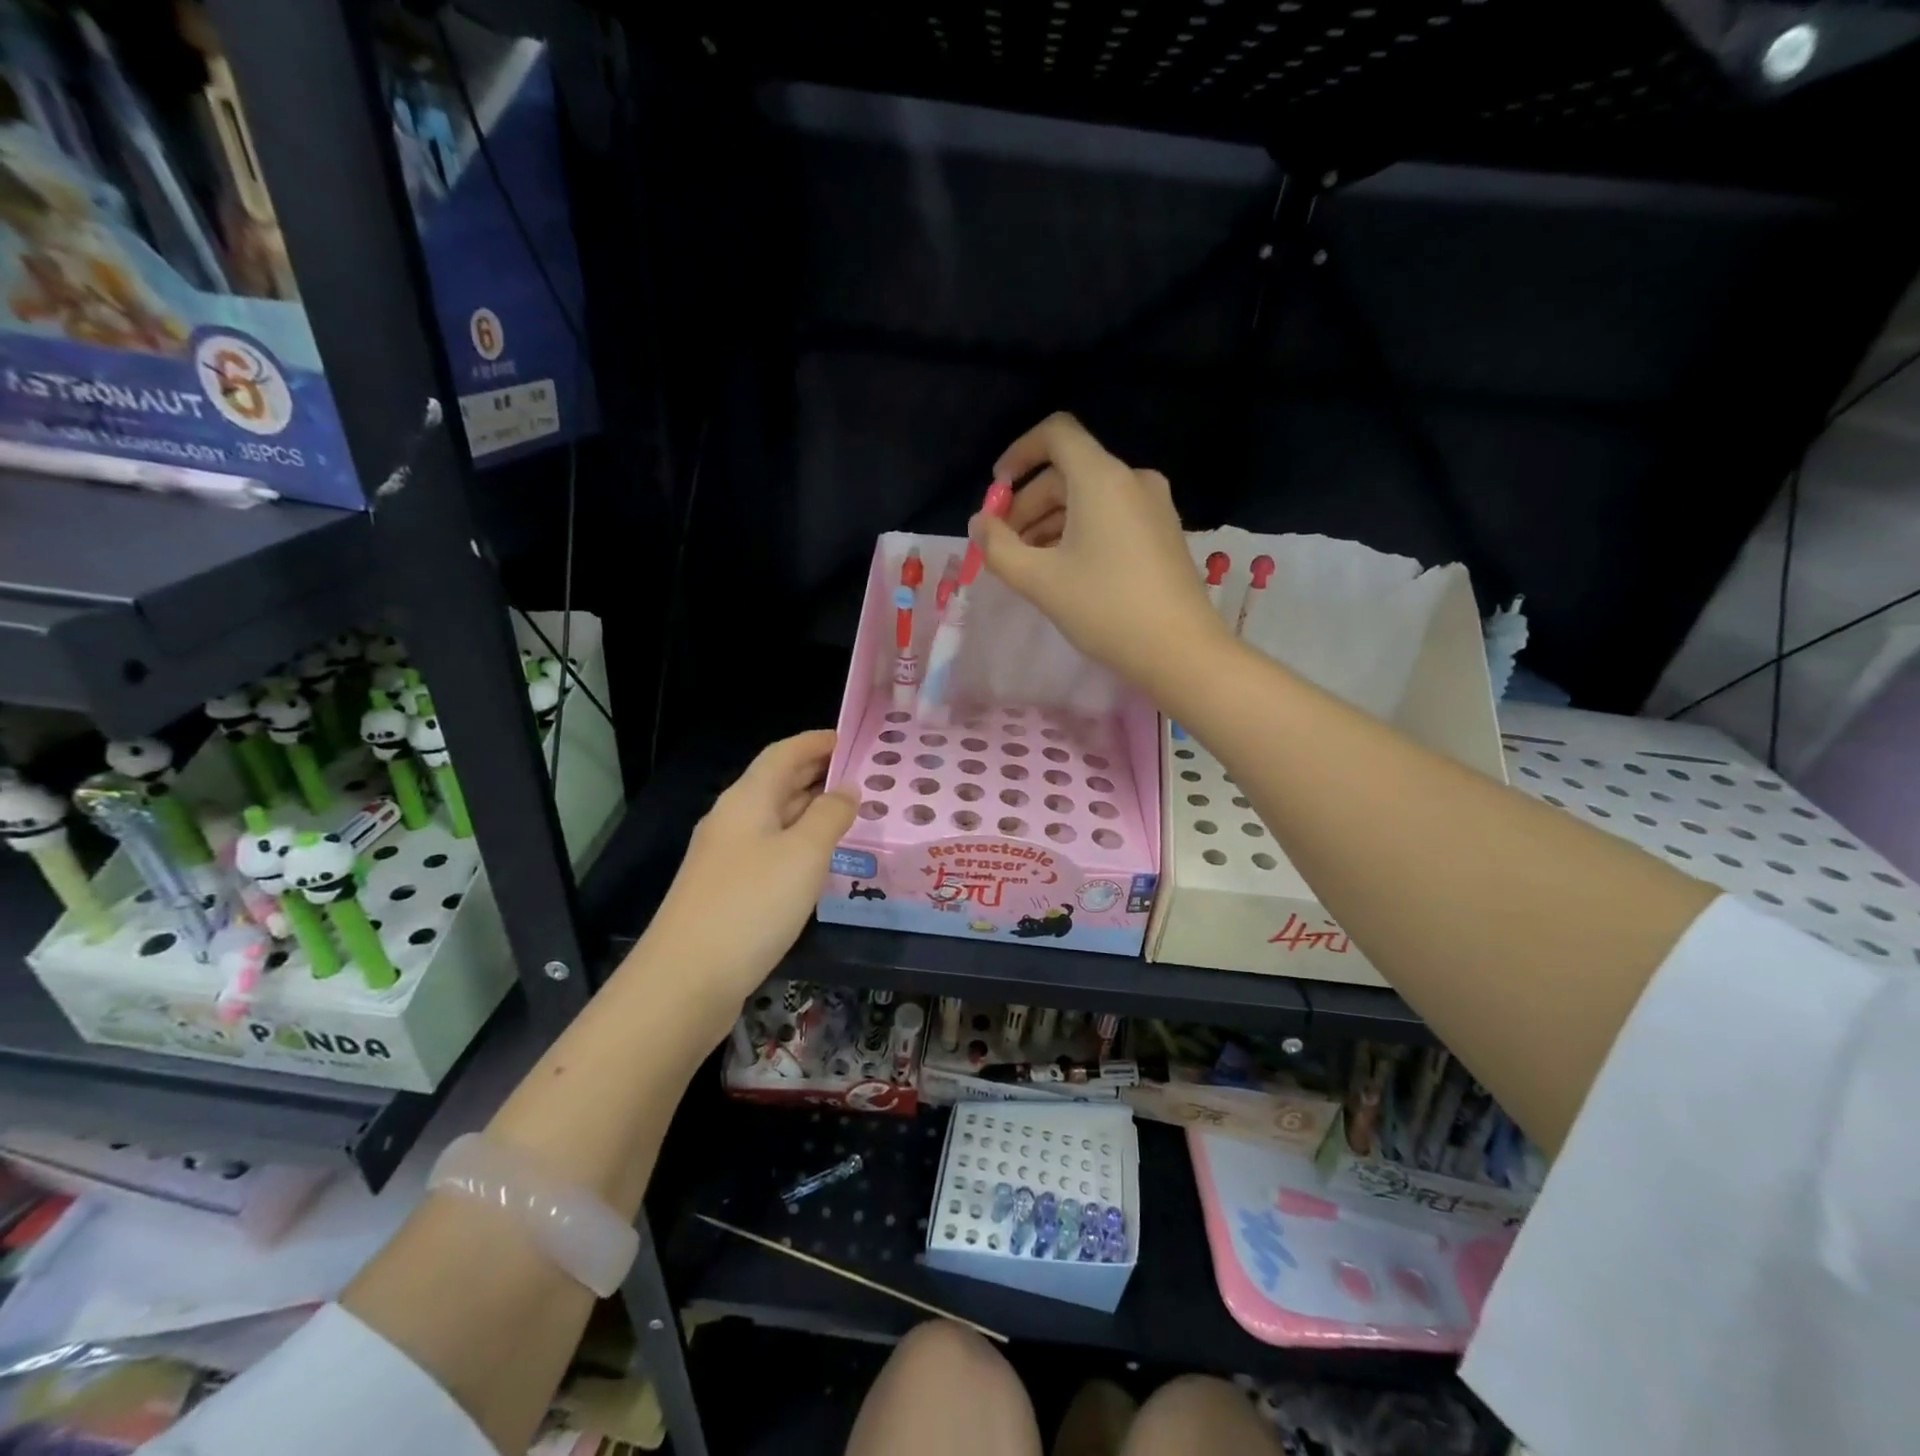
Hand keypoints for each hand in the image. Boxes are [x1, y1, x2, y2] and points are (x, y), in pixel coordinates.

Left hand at [638, 731, 855, 1021]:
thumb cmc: (751, 905)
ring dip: (810, 809)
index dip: (818, 742)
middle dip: (817, 772)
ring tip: (851, 812)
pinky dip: (799, 842)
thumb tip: (847, 788)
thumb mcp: (803, 854)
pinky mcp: (727, 890)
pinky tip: (819, 860)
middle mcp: (732, 820)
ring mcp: (726, 857)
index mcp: (747, 799)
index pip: (784, 753)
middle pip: (777, 782)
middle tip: (863, 774)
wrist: (685, 980)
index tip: (854, 739)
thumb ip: (830, 815)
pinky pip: (770, 850)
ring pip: (775, 818)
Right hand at [969, 413, 1230, 695]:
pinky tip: (1063, 569)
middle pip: (1068, 471)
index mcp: (1102, 478)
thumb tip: (979, 524)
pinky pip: (1111, 516)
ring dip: (1051, 522)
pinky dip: (1079, 531)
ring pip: (1089, 497)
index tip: (997, 491)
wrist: (1180, 650)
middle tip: (1004, 545)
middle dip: (1028, 503)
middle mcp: (1132, 480)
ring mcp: (1153, 506)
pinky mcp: (1162, 532)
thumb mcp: (1040, 580)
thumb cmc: (1105, 608)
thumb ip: (998, 547)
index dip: (1019, 454)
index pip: (1056, 434)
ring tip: (1028, 564)